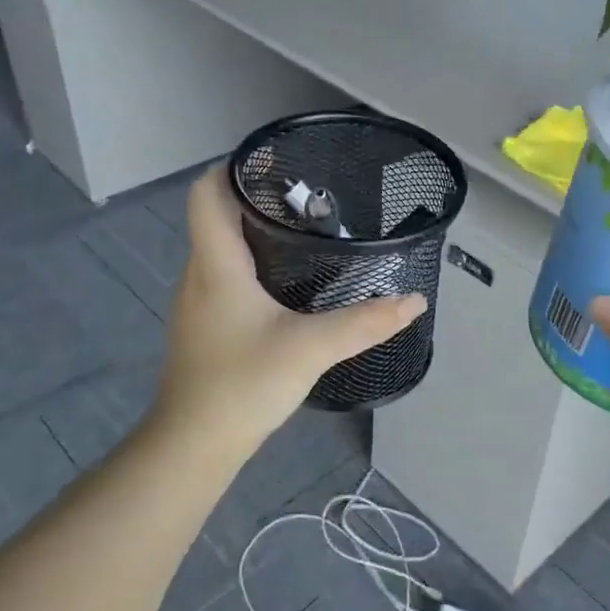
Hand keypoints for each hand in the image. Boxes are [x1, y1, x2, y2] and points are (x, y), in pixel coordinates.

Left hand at [155, 168, 426, 456]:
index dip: (237, 168)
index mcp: (217, 264)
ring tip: (311, 233)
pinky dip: (257, 265)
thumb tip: (415, 300)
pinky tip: (292, 283)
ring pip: (224, 247)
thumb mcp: (311, 349)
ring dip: (259, 233)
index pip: (207, 191)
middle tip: (315, 199)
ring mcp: (199, 300)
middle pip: (219, 215)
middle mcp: (201, 273)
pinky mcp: (207, 324)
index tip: (283, 166)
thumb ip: (365, 322)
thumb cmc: (243, 384)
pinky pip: (228, 275)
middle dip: (262, 199)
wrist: (194, 444)